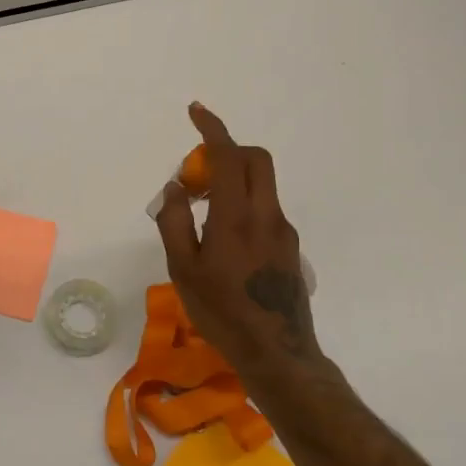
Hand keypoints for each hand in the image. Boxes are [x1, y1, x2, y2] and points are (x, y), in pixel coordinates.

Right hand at [155, 102, 320, 368]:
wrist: (277, 354)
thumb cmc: (222, 312)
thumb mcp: (182, 269)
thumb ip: (174, 221)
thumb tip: (176, 188)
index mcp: (236, 217)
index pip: (227, 156)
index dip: (212, 128)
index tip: (196, 111)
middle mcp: (266, 215)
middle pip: (255, 159)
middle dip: (227, 151)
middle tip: (198, 174)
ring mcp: (283, 231)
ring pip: (262, 184)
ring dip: (234, 180)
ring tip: (203, 213)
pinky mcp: (290, 247)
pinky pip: (266, 208)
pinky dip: (244, 204)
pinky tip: (225, 241)